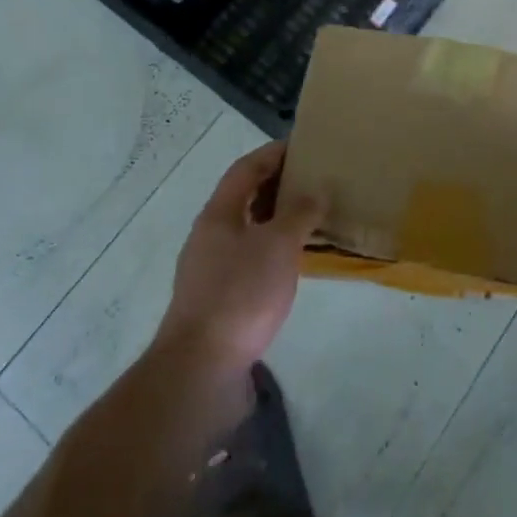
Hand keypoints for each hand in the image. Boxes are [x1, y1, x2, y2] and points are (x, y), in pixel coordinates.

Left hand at [155, 140, 326, 375]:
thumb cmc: (240, 294)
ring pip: (248, 231)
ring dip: (276, 221)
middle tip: (313, 182)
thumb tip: (316, 191)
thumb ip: (299, 213)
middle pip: (244, 198)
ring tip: (311, 220)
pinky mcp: (218, 301)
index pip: (245, 169)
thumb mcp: (278, 246)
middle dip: (277, 186)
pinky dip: (273, 252)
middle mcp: (209, 236)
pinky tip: (295, 264)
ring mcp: (210, 270)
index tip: (302, 146)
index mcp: (218, 214)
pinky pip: (249, 260)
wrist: (201, 370)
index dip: (273, 153)